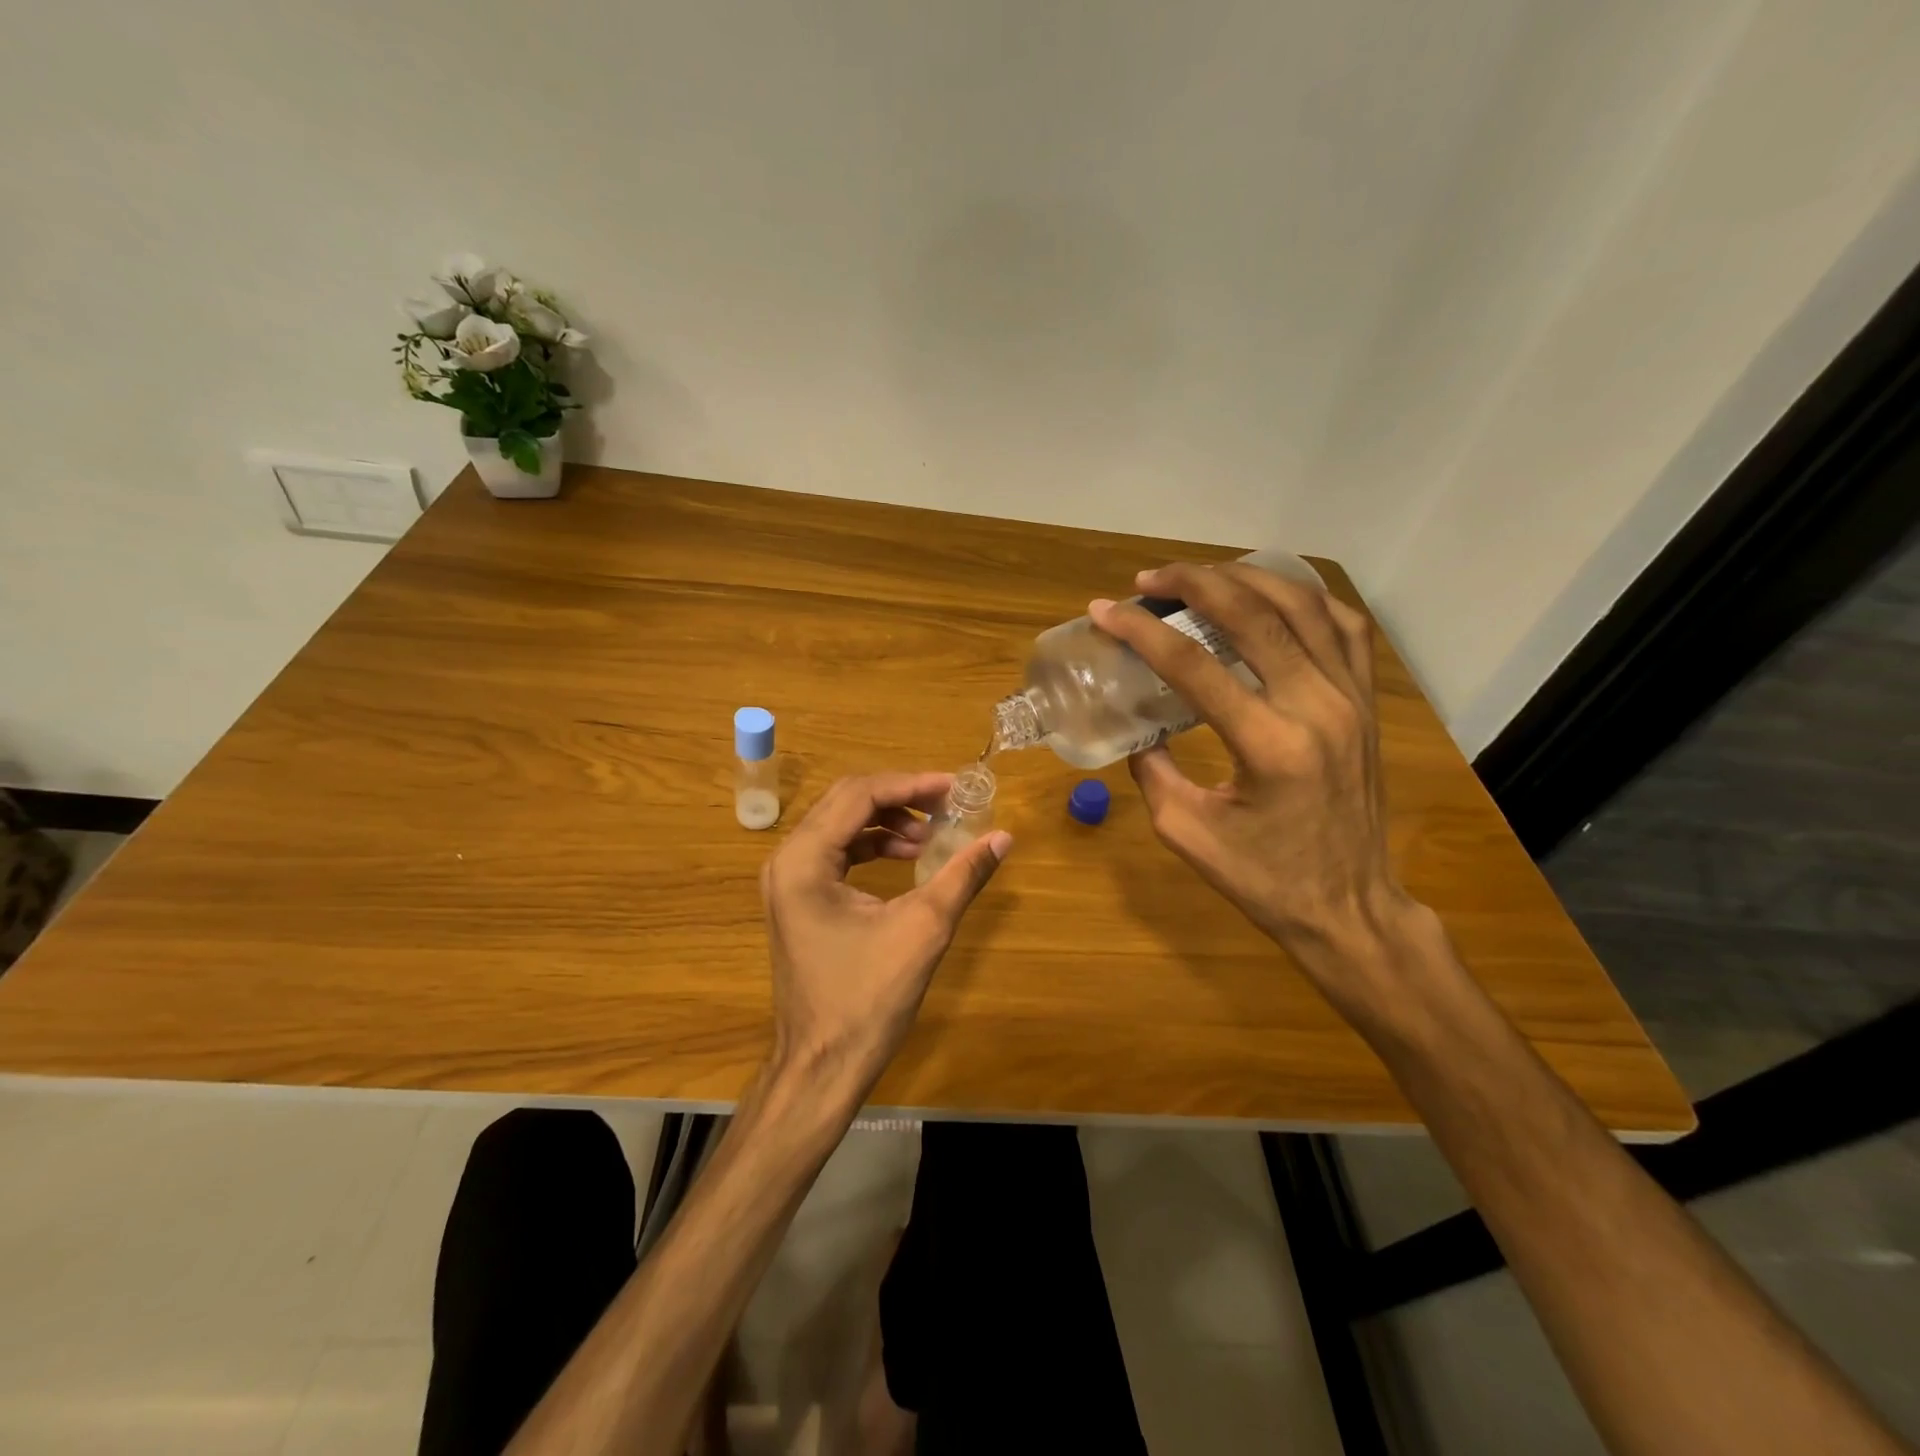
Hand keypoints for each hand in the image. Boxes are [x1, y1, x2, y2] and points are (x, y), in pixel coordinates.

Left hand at [760, 773, 1011, 1102]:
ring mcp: (788, 880)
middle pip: (846, 802)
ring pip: (841, 824)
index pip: (860, 795)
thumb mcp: (923, 929)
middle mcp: (787, 860)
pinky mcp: (798, 899)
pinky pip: (837, 852)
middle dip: (901, 797)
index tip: (955, 788)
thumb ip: (963, 875)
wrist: (823, 1066)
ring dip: (888, 822)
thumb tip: (1003, 837)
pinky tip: (908, 858)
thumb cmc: (868, 1000)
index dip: (911, 784)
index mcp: (804, 860)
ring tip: (932, 836)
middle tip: (948, 804)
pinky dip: (873, 846)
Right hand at [1090, 564, 1427, 1008]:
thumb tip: (1135, 724)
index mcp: (1268, 745)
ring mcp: (1352, 699)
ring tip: (1200, 577)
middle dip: (1193, 584)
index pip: (1193, 665)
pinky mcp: (1367, 702)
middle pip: (1252, 615)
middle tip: (1148, 580)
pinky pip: (1344, 627)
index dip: (1141, 631)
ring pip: (1302, 606)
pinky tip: (1270, 597)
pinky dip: (1304, 599)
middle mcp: (1317, 707)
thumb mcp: (1186, 832)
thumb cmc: (1263, 881)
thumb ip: (1152, 769)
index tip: (1104, 611)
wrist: (1349, 908)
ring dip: (1245, 580)